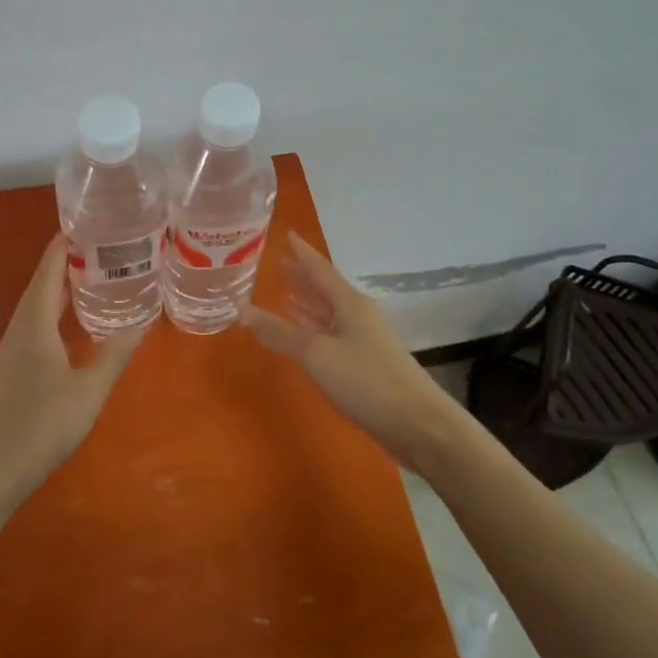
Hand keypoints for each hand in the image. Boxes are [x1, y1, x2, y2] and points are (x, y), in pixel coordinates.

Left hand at [0, 233, 143, 505]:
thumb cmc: (40, 425)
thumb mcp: (89, 389)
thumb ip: (115, 353)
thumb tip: (142, 321)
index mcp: (35, 323)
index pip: (49, 269)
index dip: (65, 244)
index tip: (88, 222)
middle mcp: (18, 330)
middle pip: (41, 285)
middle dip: (67, 264)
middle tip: (102, 249)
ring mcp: (10, 353)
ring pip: (36, 309)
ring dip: (60, 291)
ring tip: (91, 282)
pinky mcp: (8, 374)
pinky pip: (34, 329)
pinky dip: (54, 316)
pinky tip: (70, 330)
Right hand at [242, 234, 462, 471]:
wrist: (416, 422)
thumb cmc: (365, 380)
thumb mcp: (316, 354)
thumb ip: (279, 332)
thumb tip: (241, 309)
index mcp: (349, 303)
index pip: (320, 269)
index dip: (302, 253)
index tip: (287, 235)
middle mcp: (358, 315)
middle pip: (325, 289)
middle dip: (302, 277)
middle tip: (278, 264)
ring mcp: (364, 339)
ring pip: (329, 312)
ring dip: (307, 303)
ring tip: (284, 293)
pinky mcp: (365, 363)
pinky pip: (332, 334)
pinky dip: (314, 328)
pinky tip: (304, 332)